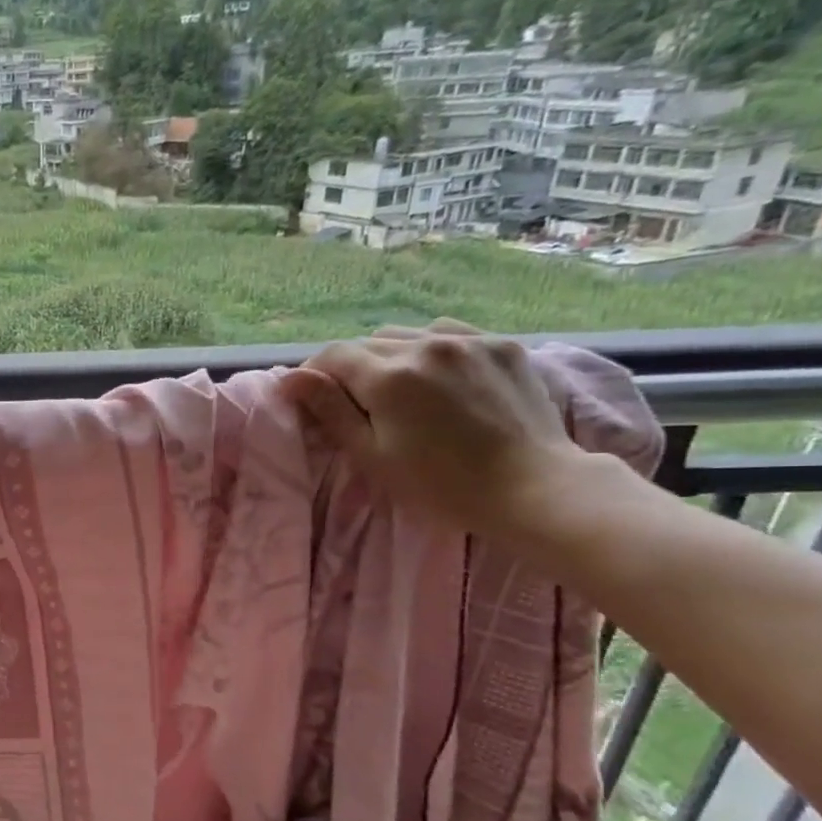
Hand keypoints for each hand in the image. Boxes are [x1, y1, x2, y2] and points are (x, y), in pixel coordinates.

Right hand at [280, 320, 586, 542]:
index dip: (314, 373)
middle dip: (353, 368)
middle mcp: (425, 345)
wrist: (532, 487)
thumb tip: (290, 378)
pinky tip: (439, 374)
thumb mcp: (372, 455)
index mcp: (389, 377)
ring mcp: (468, 341)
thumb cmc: (440, 484)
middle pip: (368, 343)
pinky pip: (449, 333)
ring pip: (407, 334)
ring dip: (391, 355)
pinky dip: (431, 348)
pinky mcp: (501, 345)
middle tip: (358, 404)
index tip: (312, 397)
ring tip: (400, 388)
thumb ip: (330, 410)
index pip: (333, 355)